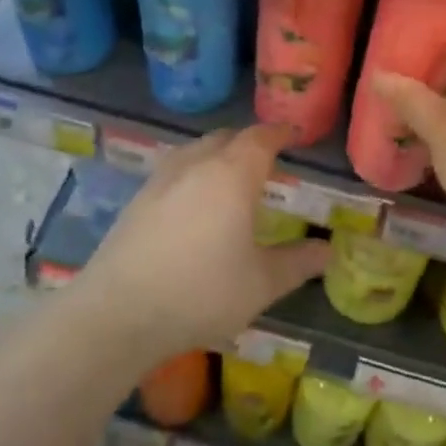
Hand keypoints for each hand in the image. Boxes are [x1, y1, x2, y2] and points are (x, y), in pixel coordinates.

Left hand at [76, 125, 329, 366]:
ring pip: (197, 150)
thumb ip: (297, 263)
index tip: (294, 133)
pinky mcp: (138, 199)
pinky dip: (194, 173)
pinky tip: (195, 203)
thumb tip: (327, 251)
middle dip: (250, 142)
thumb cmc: (201, 292)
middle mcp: (198, 164)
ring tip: (231, 177)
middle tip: (267, 159)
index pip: (261, 138)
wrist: (118, 313)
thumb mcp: (261, 284)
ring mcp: (162, 179)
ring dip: (219, 154)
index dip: (280, 132)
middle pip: (227, 137)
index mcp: (233, 174)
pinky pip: (176, 169)